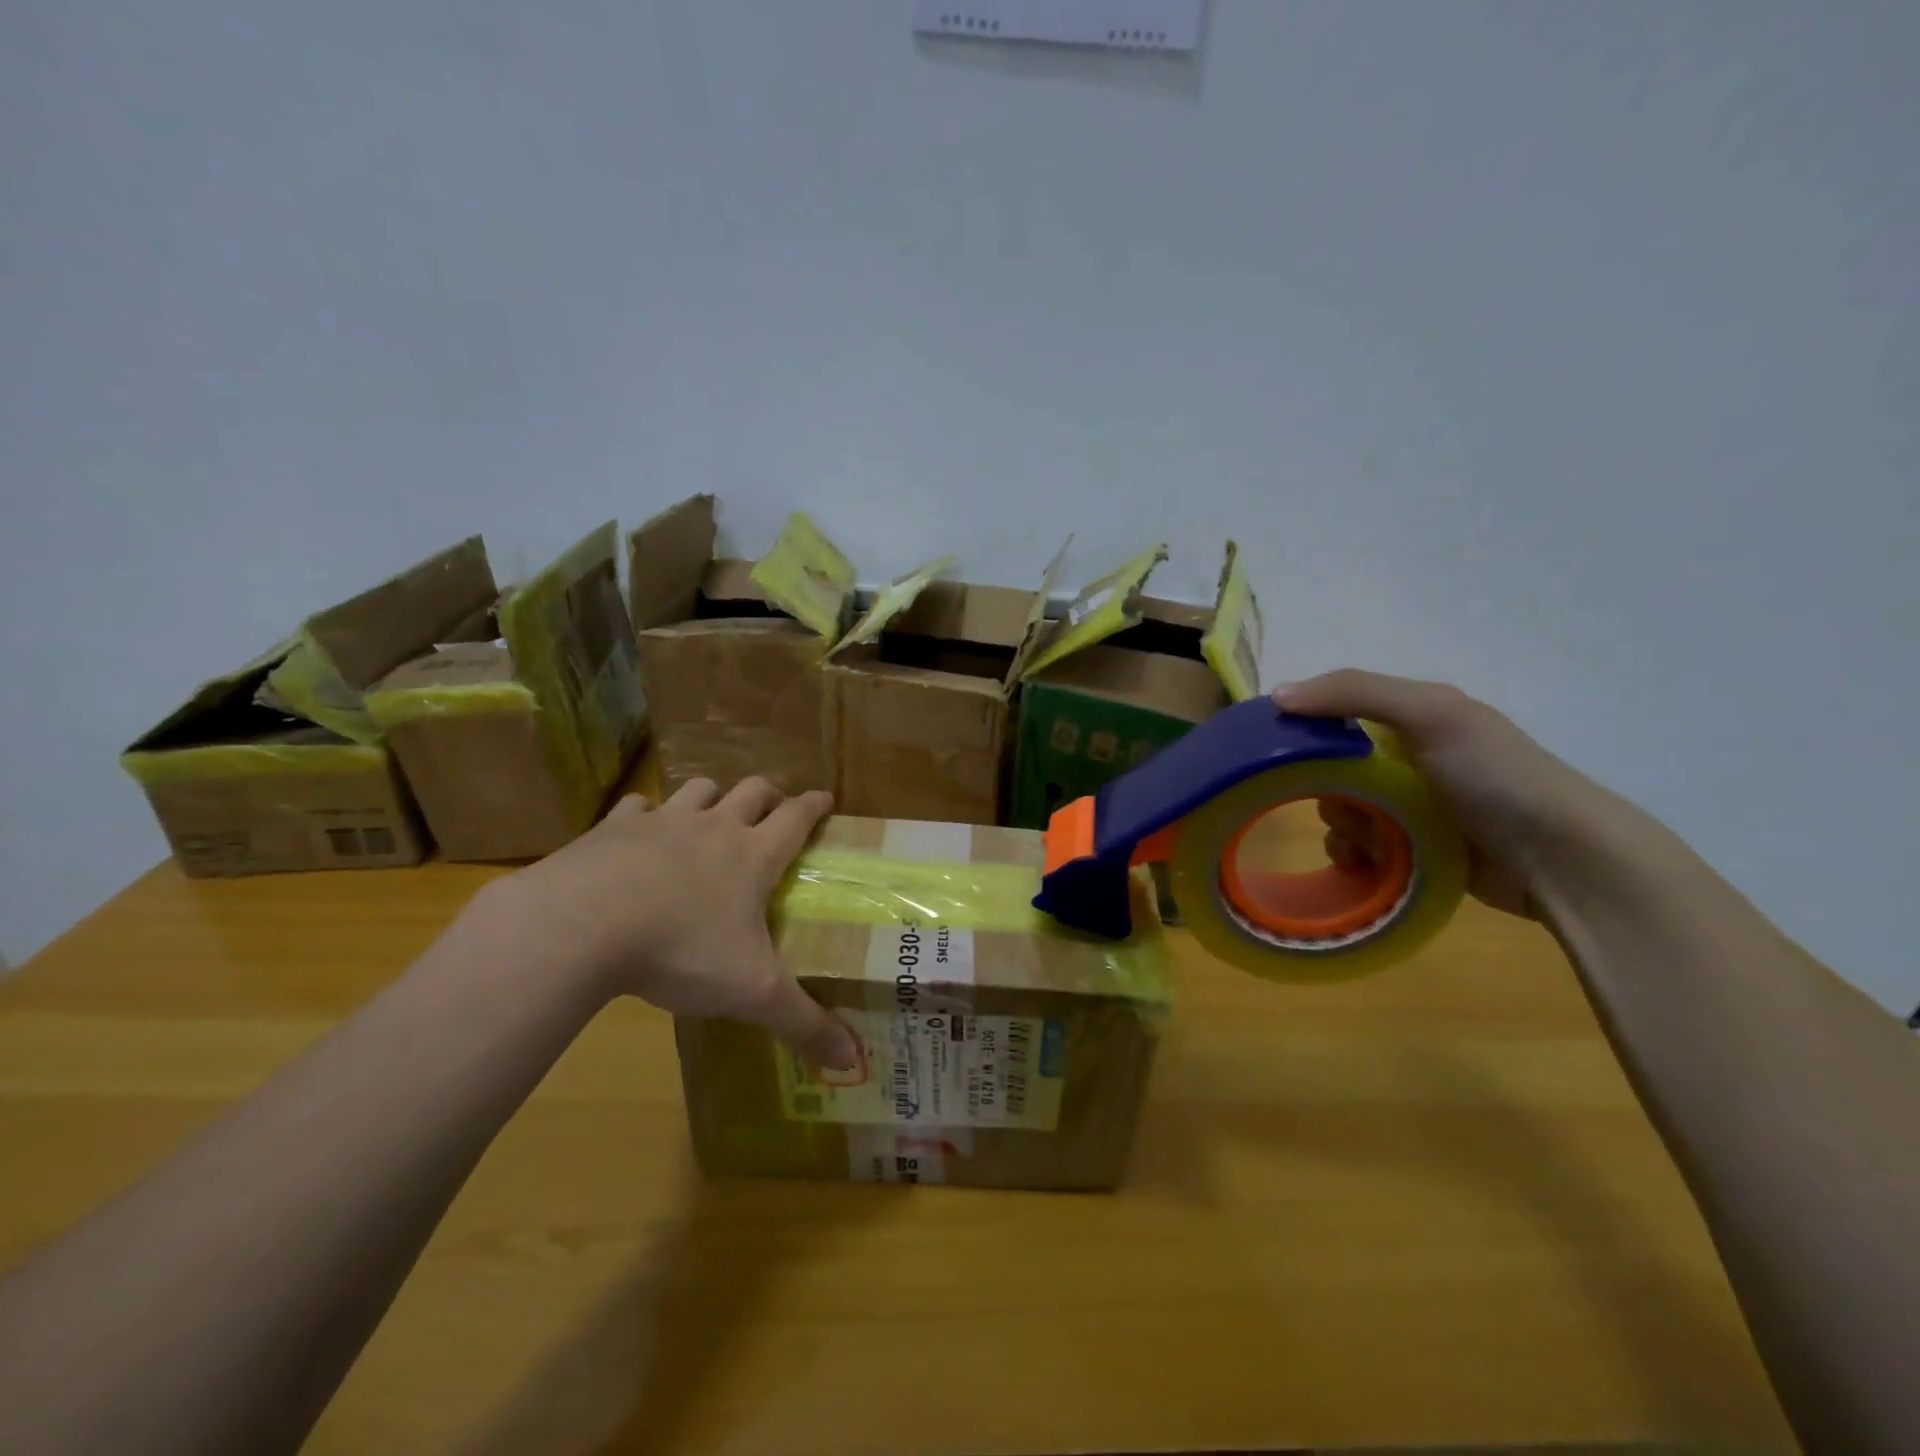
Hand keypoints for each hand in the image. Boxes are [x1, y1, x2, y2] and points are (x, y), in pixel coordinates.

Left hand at [489, 777, 859, 1069]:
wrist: (581, 926)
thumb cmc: (681, 950)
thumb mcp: (752, 993)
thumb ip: (803, 1024)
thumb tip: (854, 1060)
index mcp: (753, 856)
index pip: (796, 818)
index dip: (815, 806)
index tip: (826, 798)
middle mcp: (714, 828)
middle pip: (752, 791)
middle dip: (769, 794)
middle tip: (773, 808)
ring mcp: (662, 822)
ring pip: (699, 789)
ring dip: (713, 796)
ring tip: (713, 813)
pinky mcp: (613, 828)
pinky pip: (638, 806)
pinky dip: (646, 813)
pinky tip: (640, 830)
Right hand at [1273, 670, 1625, 918]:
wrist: (1563, 859)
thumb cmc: (1496, 776)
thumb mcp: (1431, 714)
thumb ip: (1354, 693)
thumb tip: (1277, 695)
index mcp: (1410, 719)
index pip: (1334, 716)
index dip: (1303, 731)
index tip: (1280, 754)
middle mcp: (1407, 759)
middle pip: (1331, 771)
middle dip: (1327, 792)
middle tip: (1344, 808)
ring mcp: (1412, 808)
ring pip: (1342, 813)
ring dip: (1343, 829)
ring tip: (1367, 845)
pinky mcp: (1415, 850)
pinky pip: (1360, 849)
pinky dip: (1355, 857)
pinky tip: (1368, 865)